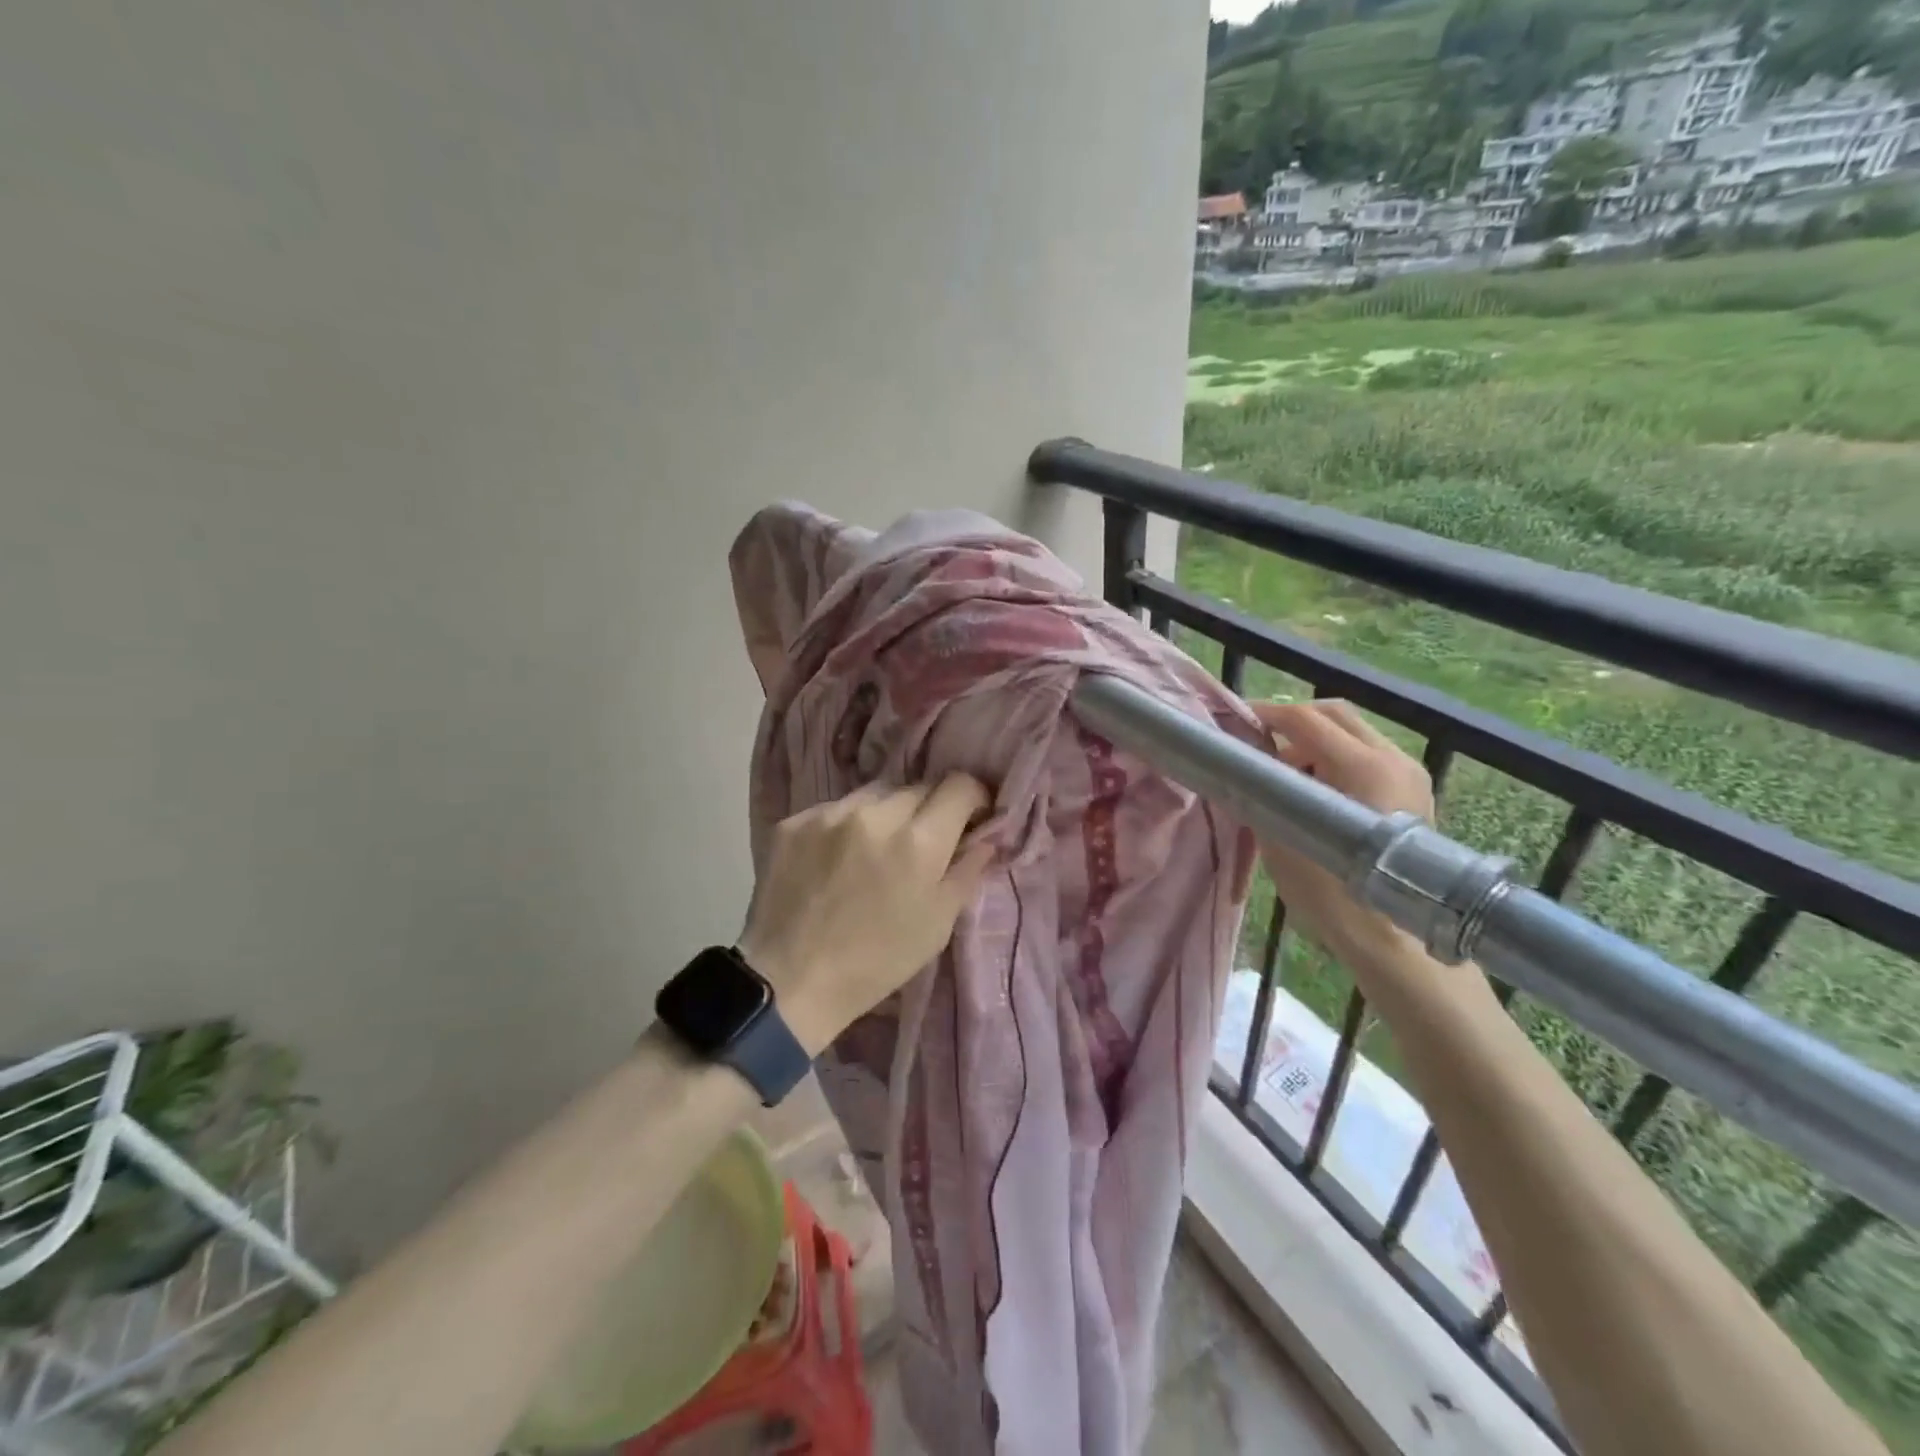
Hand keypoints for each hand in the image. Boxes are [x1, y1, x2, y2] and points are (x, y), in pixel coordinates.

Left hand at [740, 775, 994, 1055]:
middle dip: (929, 810)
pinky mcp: (794, 821)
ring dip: (886, 813)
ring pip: (875, 794)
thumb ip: (967, 870)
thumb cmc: (877, 961)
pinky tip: (837, 858)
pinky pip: (836, 809)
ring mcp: (830, 814)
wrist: (790, 981)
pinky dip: (846, 825)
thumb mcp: (938, 924)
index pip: (958, 785)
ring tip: (875, 849)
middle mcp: (875, 814)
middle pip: (918, 787)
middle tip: (921, 843)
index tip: (970, 817)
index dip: (972, 798)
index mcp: (918, 842)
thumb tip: (986, 836)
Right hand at [1249, 701, 1448, 1000]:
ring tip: (1284, 775)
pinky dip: (1336, 760)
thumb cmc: (1334, 893)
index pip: (1305, 719)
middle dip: (1292, 722)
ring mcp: (1409, 774)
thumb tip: (1247, 767)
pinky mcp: (1414, 792)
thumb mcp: (1282, 839)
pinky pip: (1368, 757)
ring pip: (1353, 734)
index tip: (1235, 720)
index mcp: (1362, 766)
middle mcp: (1393, 759)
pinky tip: (1314, 793)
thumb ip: (1264, 793)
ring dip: (1314, 743)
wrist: (1397, 941)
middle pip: (1335, 715)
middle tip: (1259, 742)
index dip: (1266, 714)